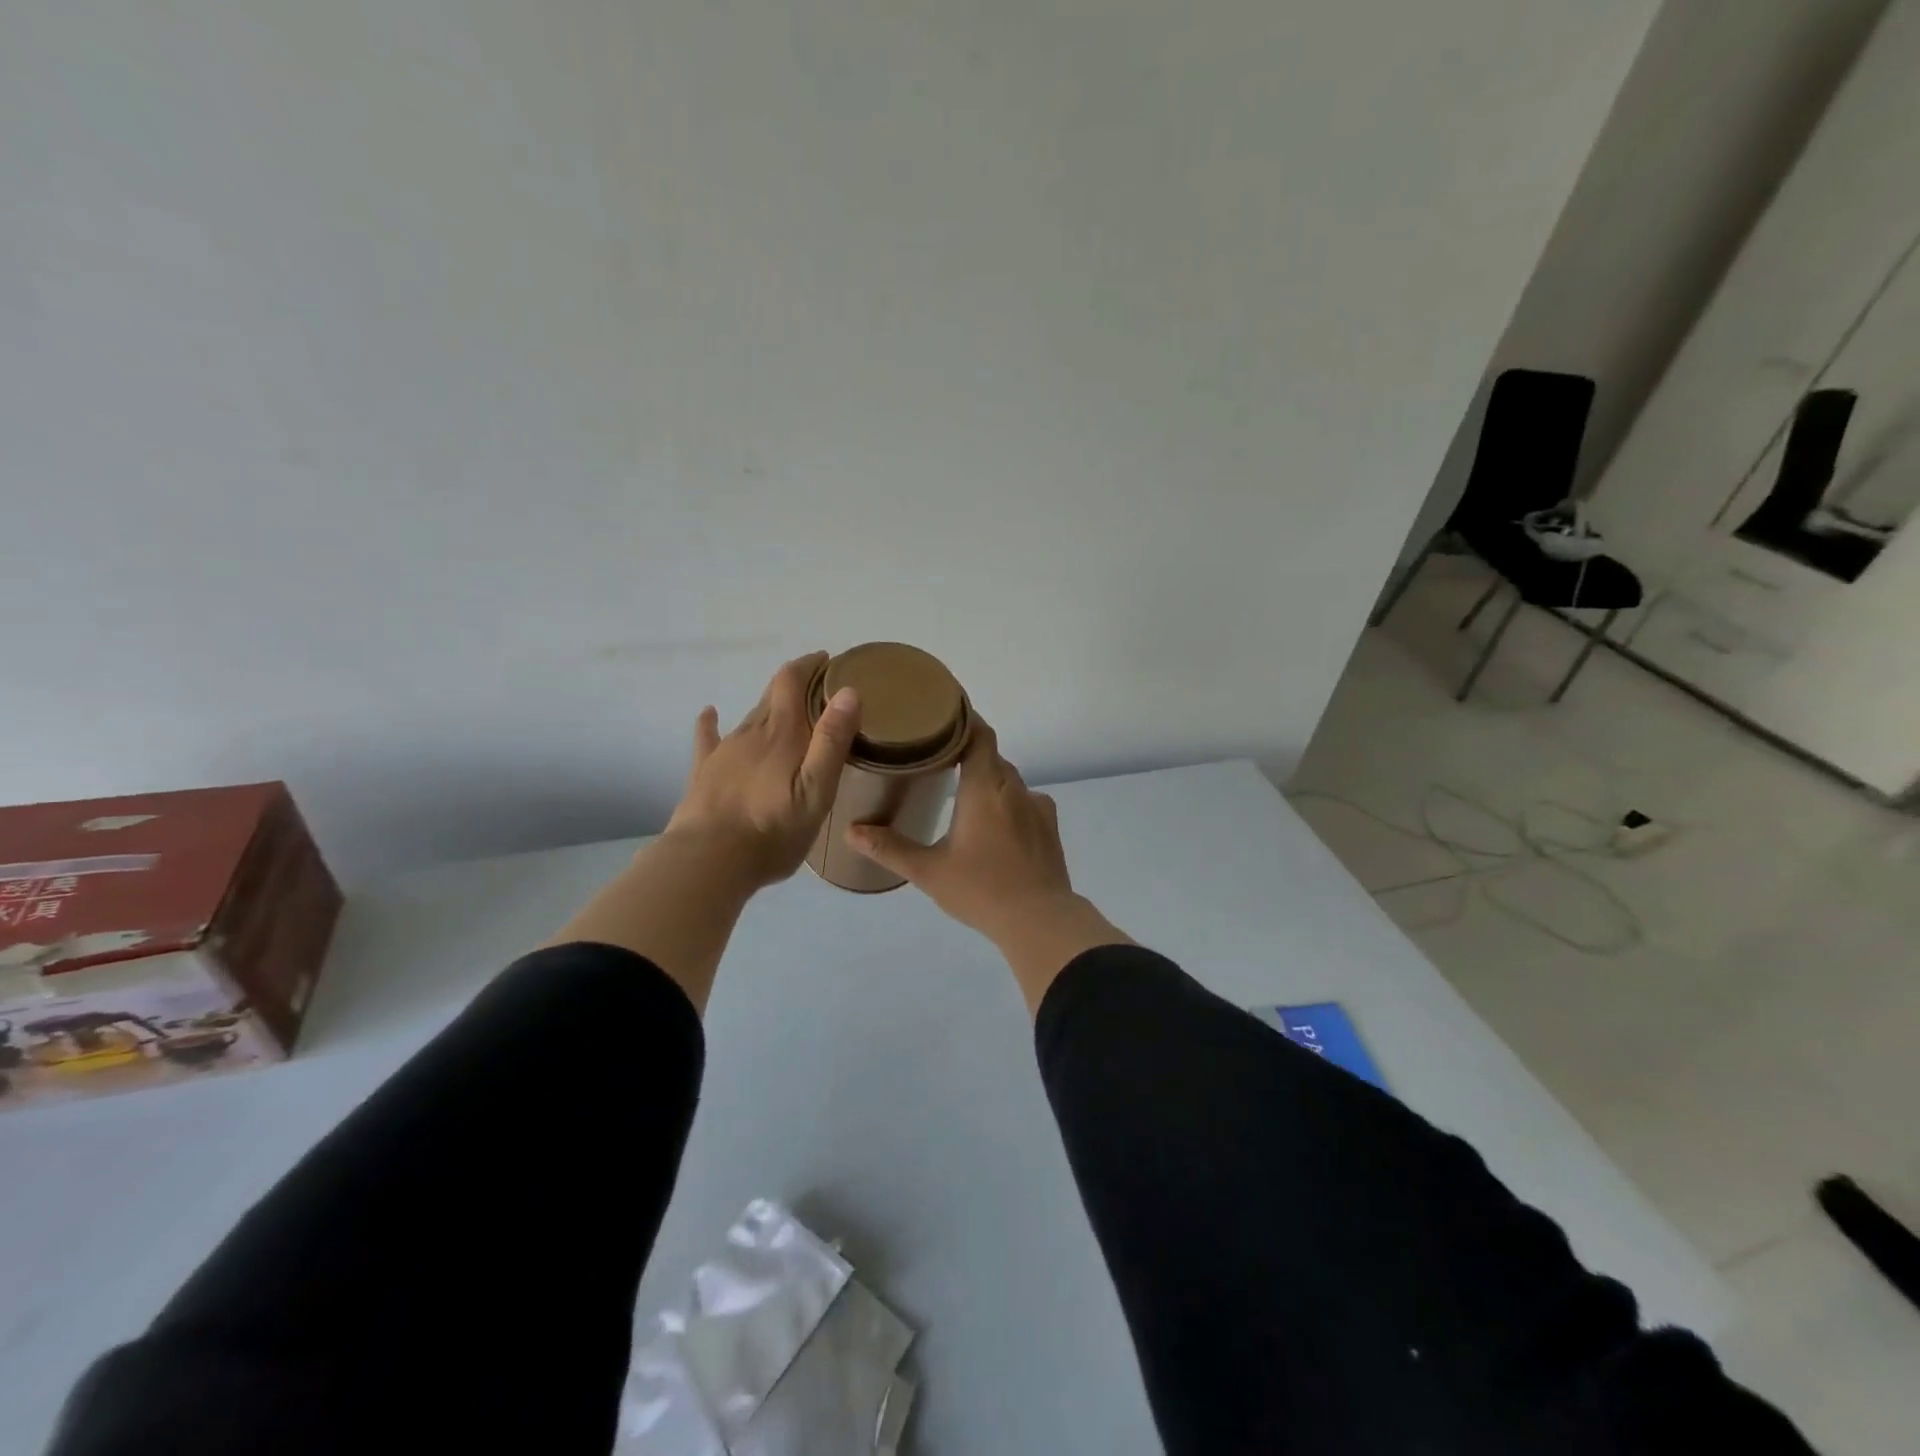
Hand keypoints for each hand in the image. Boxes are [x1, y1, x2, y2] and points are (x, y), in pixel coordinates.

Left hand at [665, 652, 861, 889]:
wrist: (709, 861)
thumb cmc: (772, 831)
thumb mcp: (816, 791)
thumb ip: (831, 741)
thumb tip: (848, 692)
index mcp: (782, 733)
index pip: (792, 680)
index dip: (809, 665)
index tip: (828, 661)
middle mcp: (752, 732)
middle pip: (772, 694)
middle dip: (795, 683)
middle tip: (818, 687)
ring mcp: (725, 750)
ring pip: (750, 715)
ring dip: (769, 705)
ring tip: (788, 709)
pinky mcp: (705, 771)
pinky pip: (708, 737)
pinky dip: (711, 722)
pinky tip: (709, 713)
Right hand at [848, 722, 1129, 1009]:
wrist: (1039, 920)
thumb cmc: (981, 889)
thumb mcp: (929, 871)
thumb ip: (890, 848)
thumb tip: (851, 831)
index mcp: (985, 787)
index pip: (979, 734)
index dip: (963, 718)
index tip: (941, 712)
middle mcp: (1014, 787)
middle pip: (991, 755)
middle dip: (967, 752)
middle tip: (937, 756)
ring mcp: (1037, 806)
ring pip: (1009, 779)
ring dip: (987, 779)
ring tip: (961, 791)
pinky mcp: (1049, 826)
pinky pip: (1025, 800)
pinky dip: (1007, 801)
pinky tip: (993, 823)